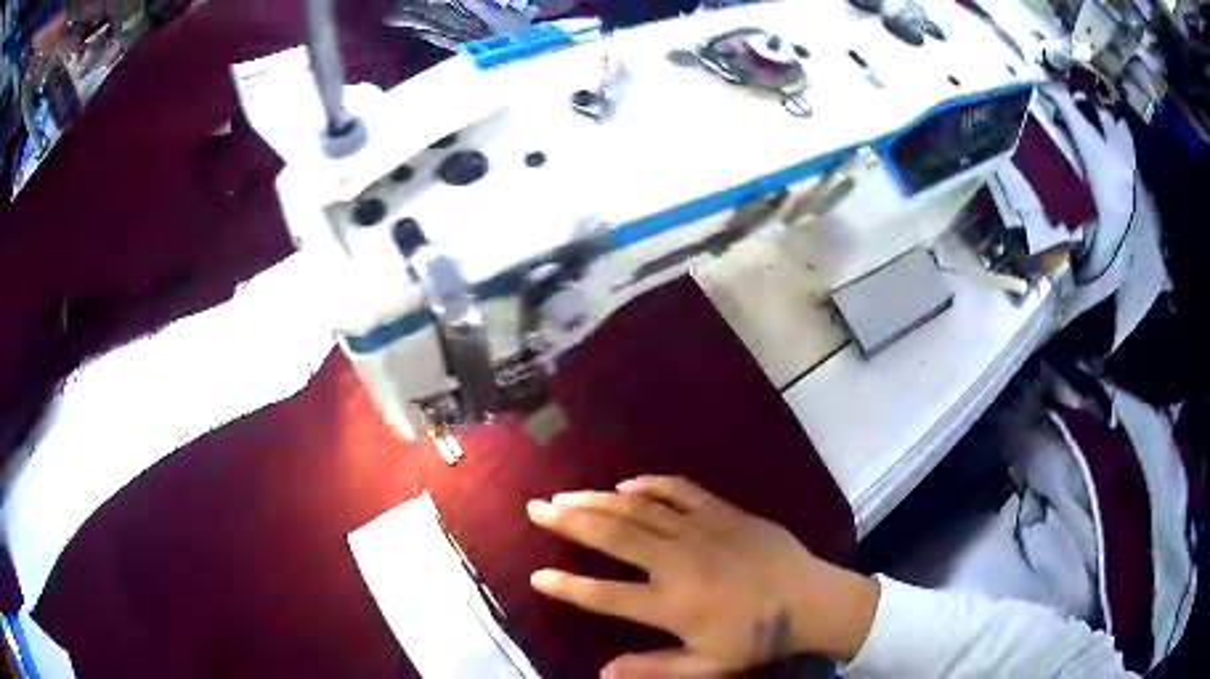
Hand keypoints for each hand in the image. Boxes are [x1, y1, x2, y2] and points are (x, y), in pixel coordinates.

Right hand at [526, 476, 878, 677]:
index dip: (567, 587)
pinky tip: (625, 485)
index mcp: (672, 605)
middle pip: (613, 537)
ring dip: (598, 500)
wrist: (812, 600)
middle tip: (537, 508)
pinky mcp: (723, 512)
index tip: (536, 576)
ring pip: (638, 510)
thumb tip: (602, 673)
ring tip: (565, 494)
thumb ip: (653, 668)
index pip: (605, 596)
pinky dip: (649, 485)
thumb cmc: (758, 637)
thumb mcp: (706, 666)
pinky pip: (679, 490)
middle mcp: (678, 563)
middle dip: (569, 522)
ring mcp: (701, 531)